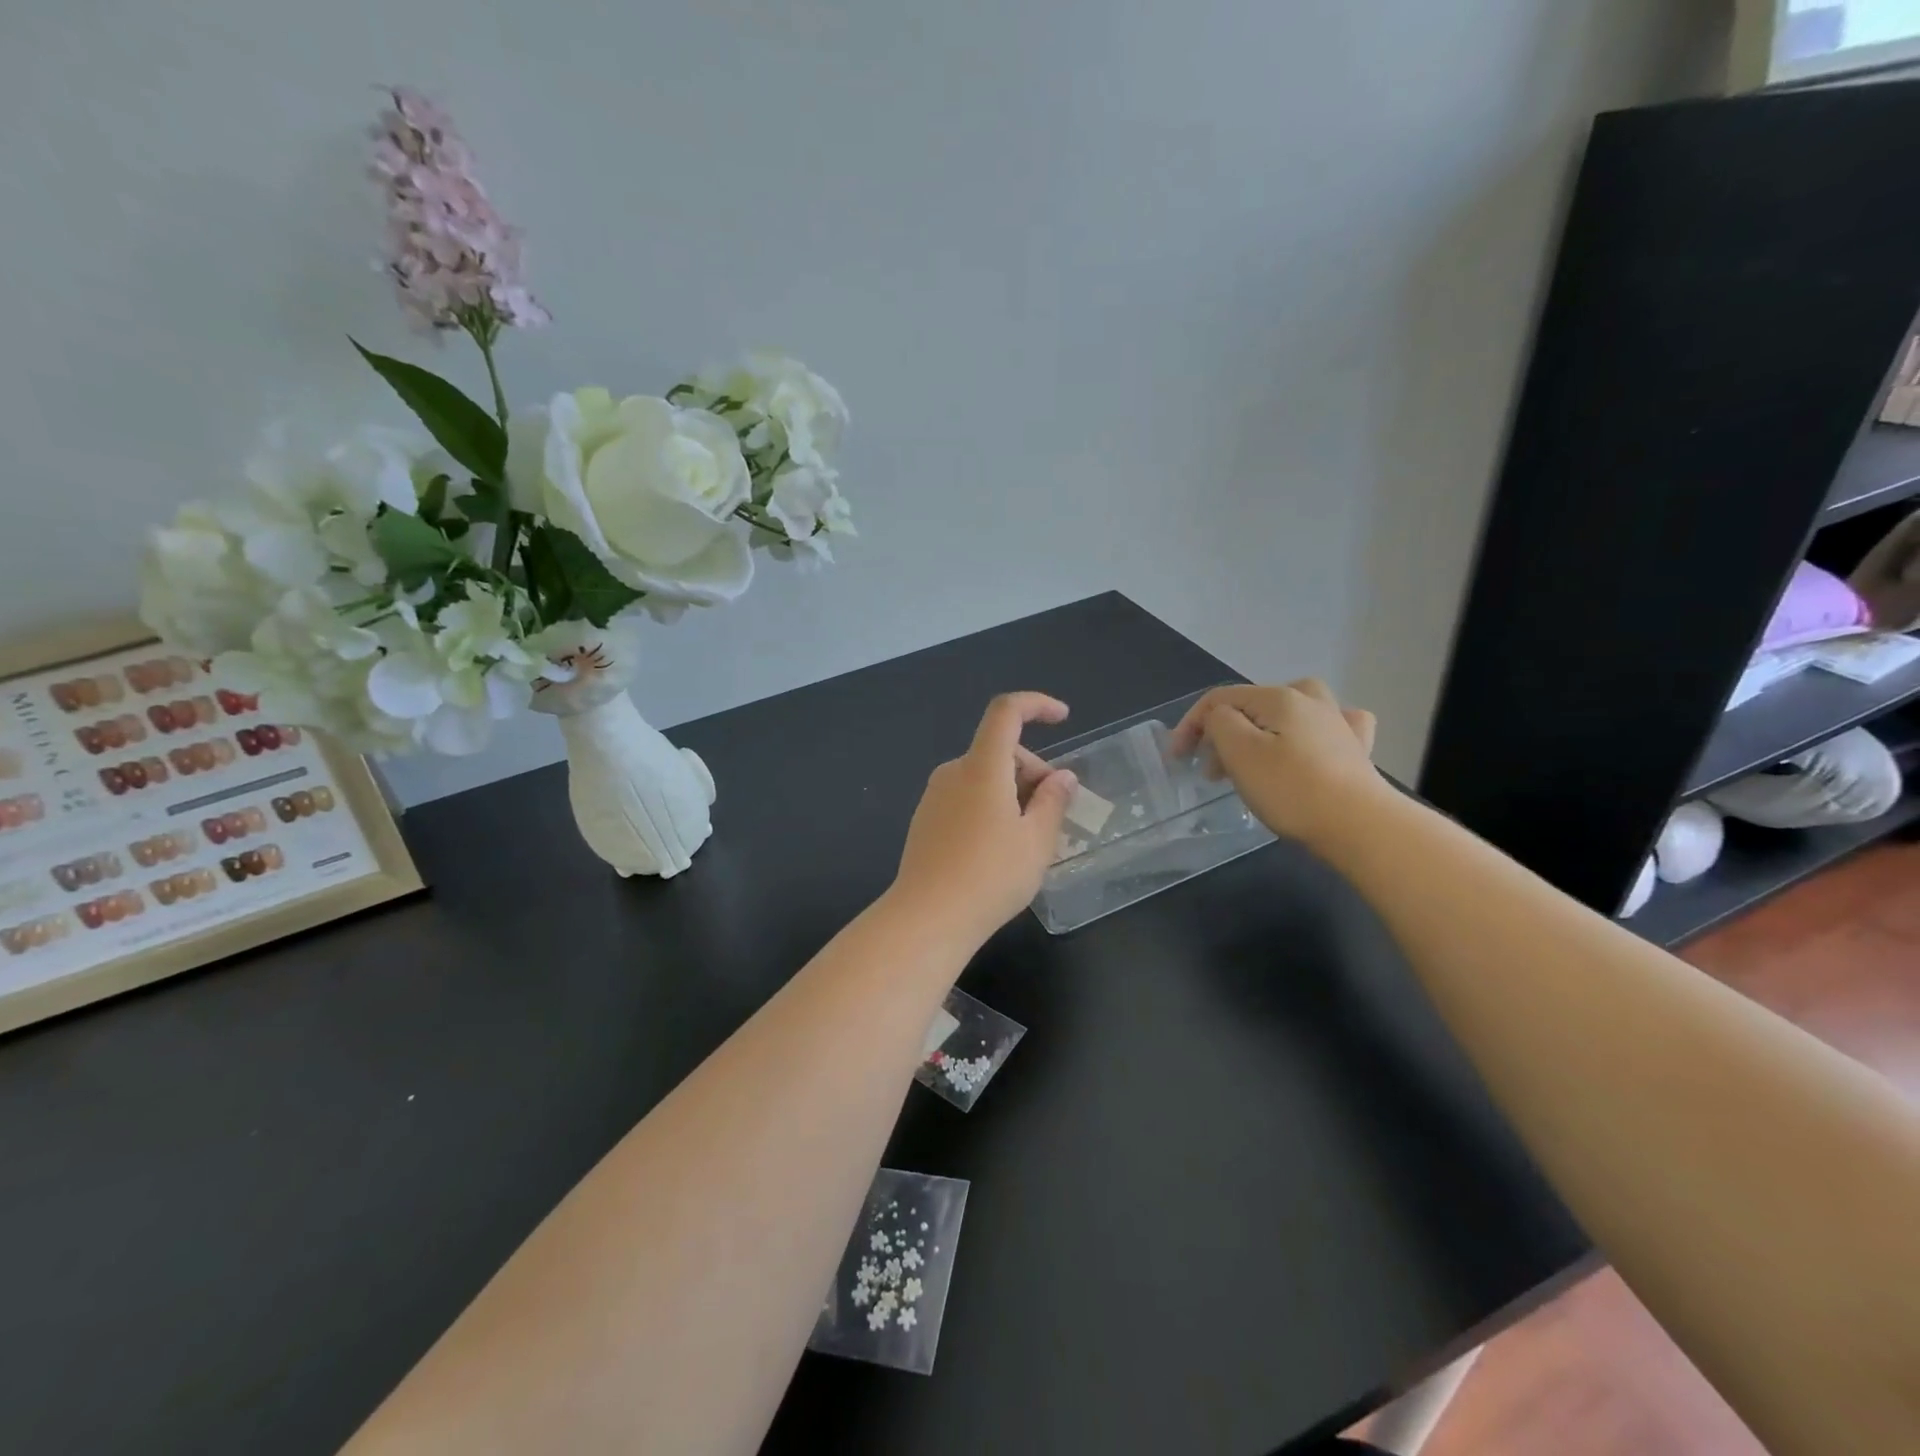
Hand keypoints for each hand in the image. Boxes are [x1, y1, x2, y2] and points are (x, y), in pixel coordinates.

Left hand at [889, 692, 1079, 943]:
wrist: (927, 918)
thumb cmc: (990, 877)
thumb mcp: (1036, 841)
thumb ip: (1053, 802)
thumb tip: (1062, 777)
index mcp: (982, 767)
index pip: (1006, 711)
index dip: (1036, 704)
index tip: (1063, 718)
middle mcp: (953, 772)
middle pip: (999, 750)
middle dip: (1032, 770)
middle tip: (1053, 813)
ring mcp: (934, 797)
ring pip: (983, 776)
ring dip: (1012, 792)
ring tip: (1028, 839)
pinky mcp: (925, 820)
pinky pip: (966, 797)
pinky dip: (990, 806)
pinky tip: (998, 849)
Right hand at [1168, 681, 1383, 847]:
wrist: (1361, 826)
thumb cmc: (1291, 789)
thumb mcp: (1240, 752)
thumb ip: (1220, 723)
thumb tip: (1221, 718)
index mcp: (1279, 697)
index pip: (1220, 699)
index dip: (1191, 724)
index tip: (1177, 759)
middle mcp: (1311, 700)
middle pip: (1251, 706)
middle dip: (1223, 734)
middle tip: (1211, 773)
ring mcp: (1338, 723)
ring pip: (1287, 713)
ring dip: (1260, 732)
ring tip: (1250, 762)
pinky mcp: (1356, 749)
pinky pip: (1328, 726)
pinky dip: (1312, 731)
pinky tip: (1314, 741)